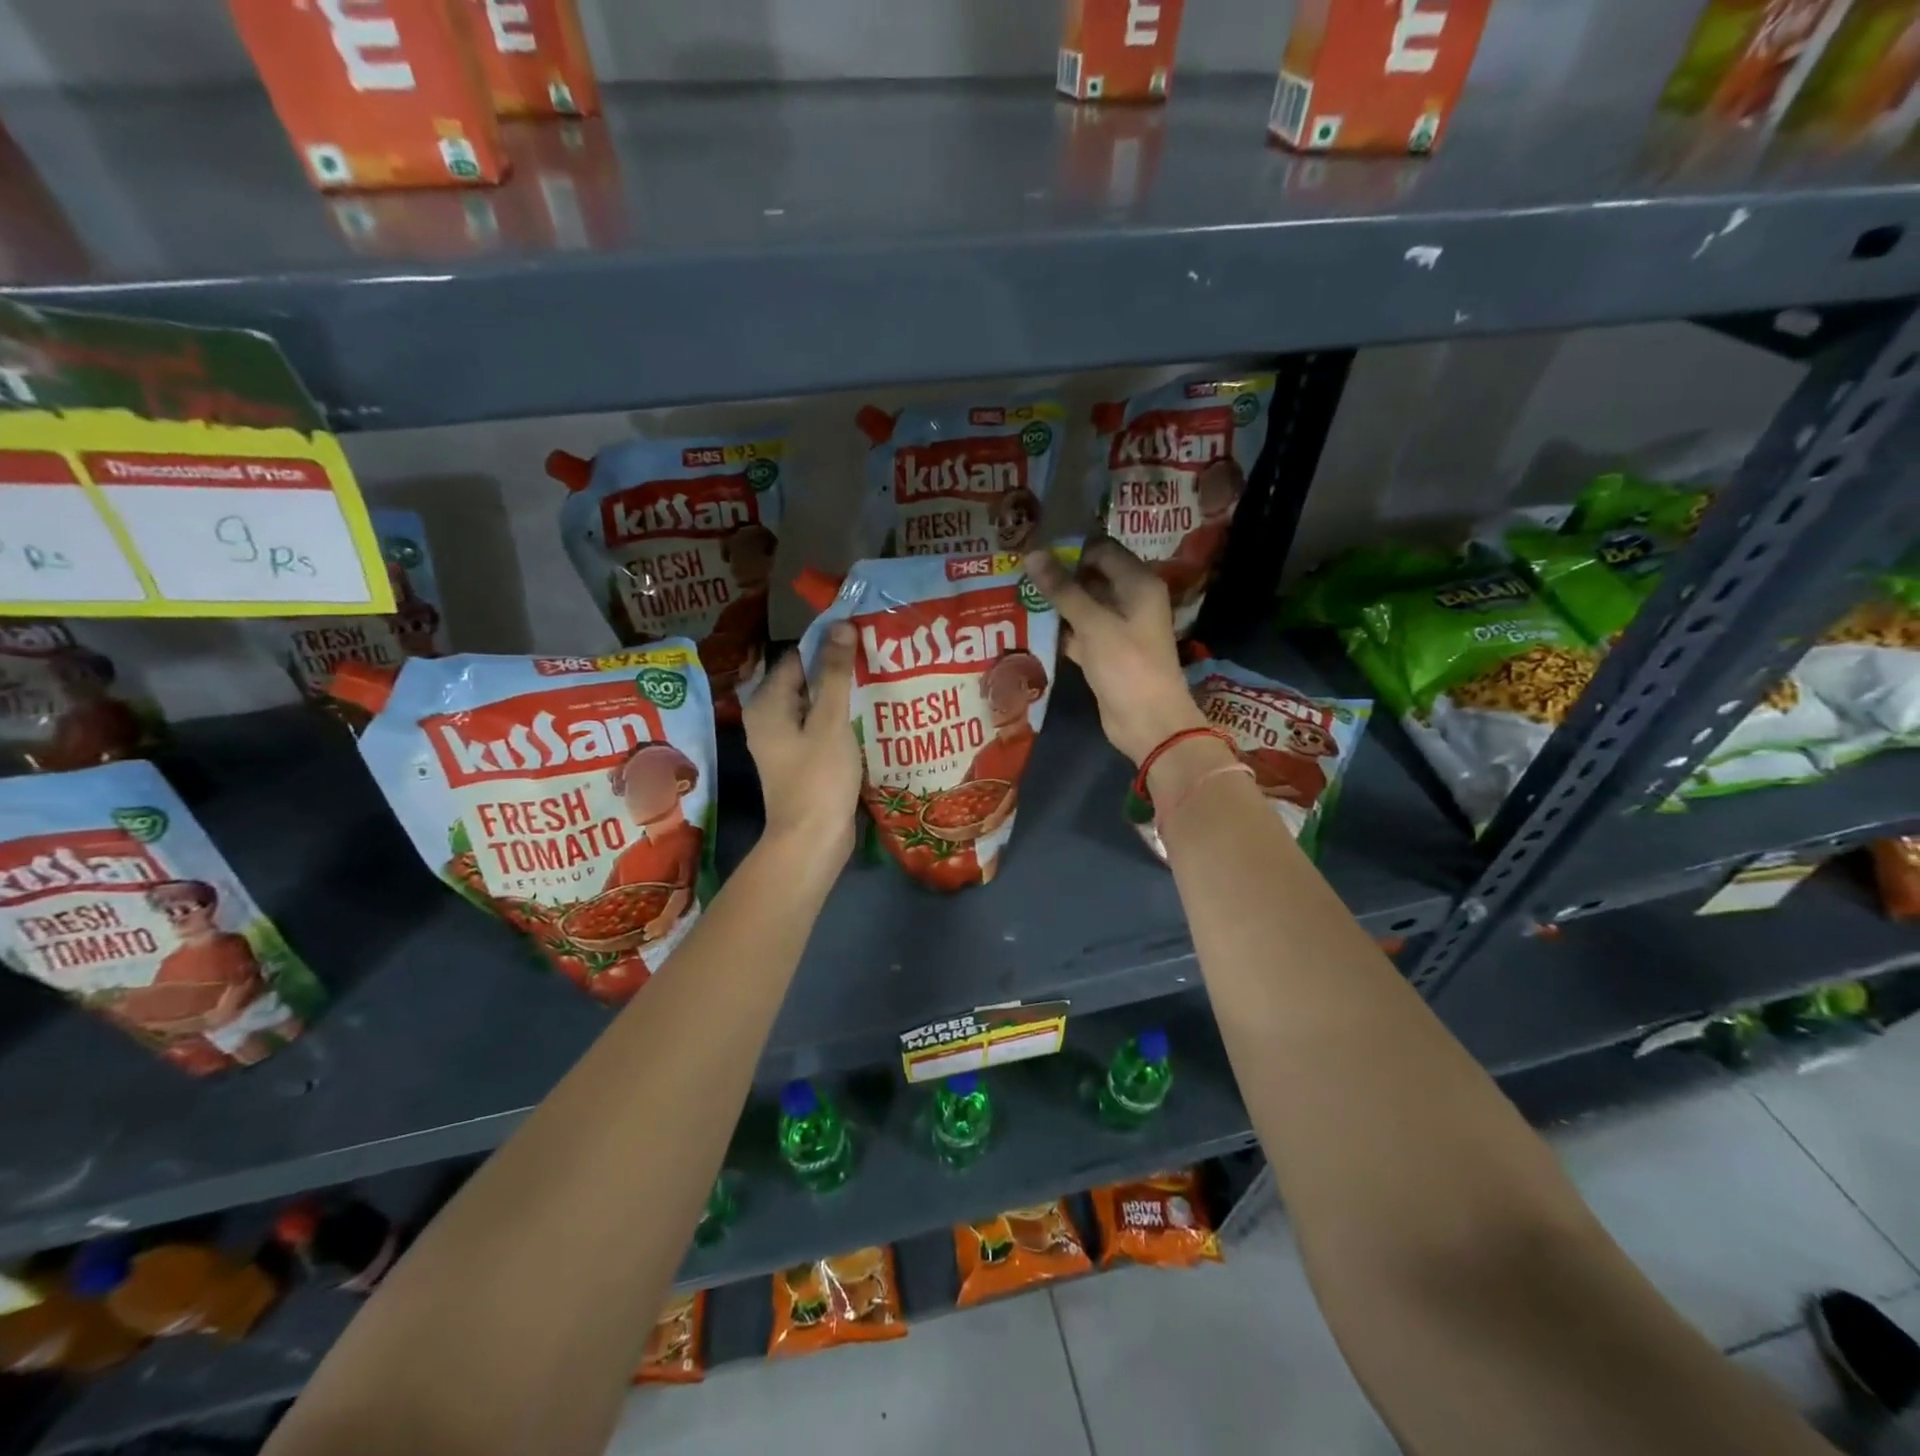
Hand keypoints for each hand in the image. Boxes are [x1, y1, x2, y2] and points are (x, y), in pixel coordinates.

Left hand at [743, 624, 862, 859]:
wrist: (812, 840)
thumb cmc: (818, 777)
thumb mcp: (830, 720)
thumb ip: (834, 673)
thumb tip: (840, 626)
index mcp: (767, 703)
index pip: (797, 657)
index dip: (828, 644)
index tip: (862, 636)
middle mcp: (768, 718)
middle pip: (805, 680)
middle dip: (837, 669)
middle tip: (875, 657)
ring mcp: (783, 742)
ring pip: (814, 705)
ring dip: (841, 695)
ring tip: (878, 681)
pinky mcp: (799, 760)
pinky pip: (819, 728)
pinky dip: (839, 720)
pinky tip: (868, 716)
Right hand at [1023, 541, 1206, 764]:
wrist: (1147, 722)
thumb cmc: (1127, 665)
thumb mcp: (1093, 623)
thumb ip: (1062, 589)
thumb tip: (1032, 554)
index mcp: (1138, 584)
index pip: (1102, 550)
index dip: (1070, 546)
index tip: (1034, 546)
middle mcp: (1130, 600)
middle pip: (1091, 577)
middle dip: (1058, 574)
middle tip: (1019, 569)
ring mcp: (1117, 628)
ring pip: (1082, 606)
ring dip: (1055, 603)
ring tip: (1016, 591)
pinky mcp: (1104, 653)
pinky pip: (1078, 633)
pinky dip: (1059, 630)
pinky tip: (1028, 624)